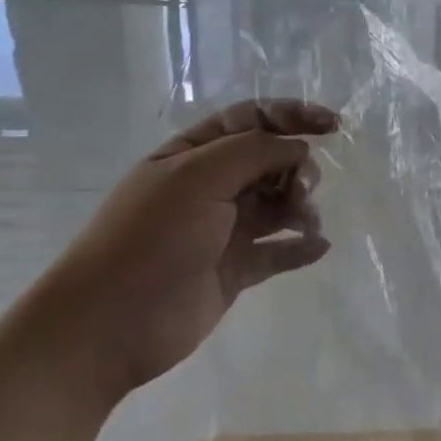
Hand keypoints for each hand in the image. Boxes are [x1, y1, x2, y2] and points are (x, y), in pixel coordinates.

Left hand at [27, 99, 337, 399]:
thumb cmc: (151, 237)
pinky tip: (318, 247)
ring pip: (278, 204)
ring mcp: (223, 229)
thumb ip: (255, 151)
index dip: (293, 115)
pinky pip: (278, 251)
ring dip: (302, 206)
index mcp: (194, 154)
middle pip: (271, 161)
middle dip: (298, 167)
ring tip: (307, 221)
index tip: (332, 125)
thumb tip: (299, 150)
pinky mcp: (235, 270)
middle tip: (304, 188)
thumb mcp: (199, 176)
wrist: (107, 326)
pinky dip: (301, 248)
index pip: (252, 119)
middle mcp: (211, 186)